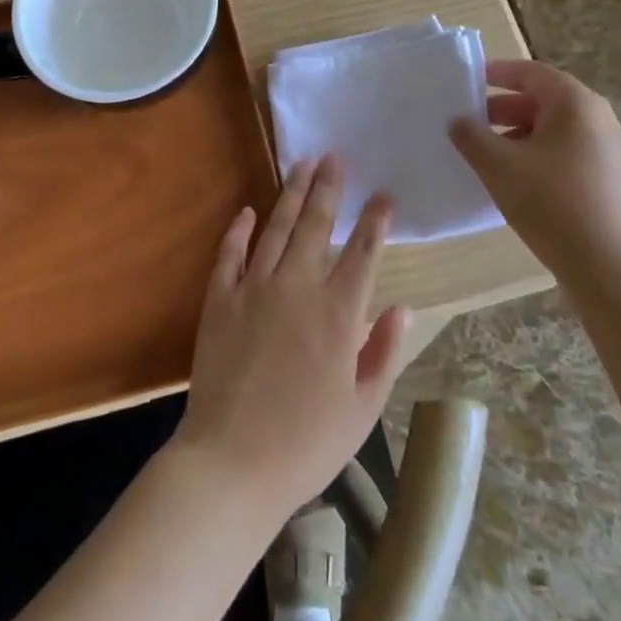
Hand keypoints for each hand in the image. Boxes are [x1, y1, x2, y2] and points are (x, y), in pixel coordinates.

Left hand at [173, 156, 412, 519]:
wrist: (232, 462)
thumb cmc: (306, 444)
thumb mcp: (362, 409)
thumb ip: (382, 353)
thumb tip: (401, 308)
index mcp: (338, 314)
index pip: (362, 254)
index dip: (375, 222)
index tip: (383, 196)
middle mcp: (297, 288)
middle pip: (316, 226)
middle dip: (329, 189)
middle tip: (336, 158)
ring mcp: (254, 289)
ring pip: (276, 229)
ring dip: (291, 194)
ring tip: (303, 165)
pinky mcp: (219, 299)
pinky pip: (229, 253)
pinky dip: (239, 230)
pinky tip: (248, 210)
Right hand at [448, 58, 620, 299]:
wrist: (613, 270)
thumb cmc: (552, 204)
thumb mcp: (498, 166)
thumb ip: (471, 137)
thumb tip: (458, 122)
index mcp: (577, 105)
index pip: (533, 73)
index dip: (498, 73)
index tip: (470, 80)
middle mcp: (601, 121)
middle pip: (547, 102)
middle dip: (505, 109)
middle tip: (471, 122)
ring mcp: (614, 154)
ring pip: (558, 132)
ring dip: (520, 136)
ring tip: (488, 156)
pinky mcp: (616, 184)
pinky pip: (570, 156)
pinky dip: (540, 157)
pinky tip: (518, 183)